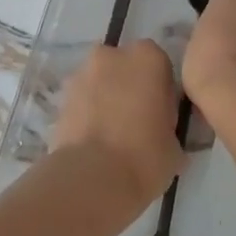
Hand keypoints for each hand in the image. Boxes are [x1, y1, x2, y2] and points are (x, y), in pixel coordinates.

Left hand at [50, 41, 184, 211]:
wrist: (92, 180)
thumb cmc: (145, 156)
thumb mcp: (175, 146)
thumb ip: (169, 126)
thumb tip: (162, 133)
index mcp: (148, 57)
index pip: (160, 66)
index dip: (160, 91)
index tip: (161, 116)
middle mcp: (113, 55)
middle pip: (125, 67)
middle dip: (129, 88)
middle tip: (136, 124)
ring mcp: (82, 74)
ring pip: (100, 83)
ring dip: (105, 100)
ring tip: (111, 138)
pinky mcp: (61, 98)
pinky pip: (81, 102)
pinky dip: (87, 115)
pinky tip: (93, 144)